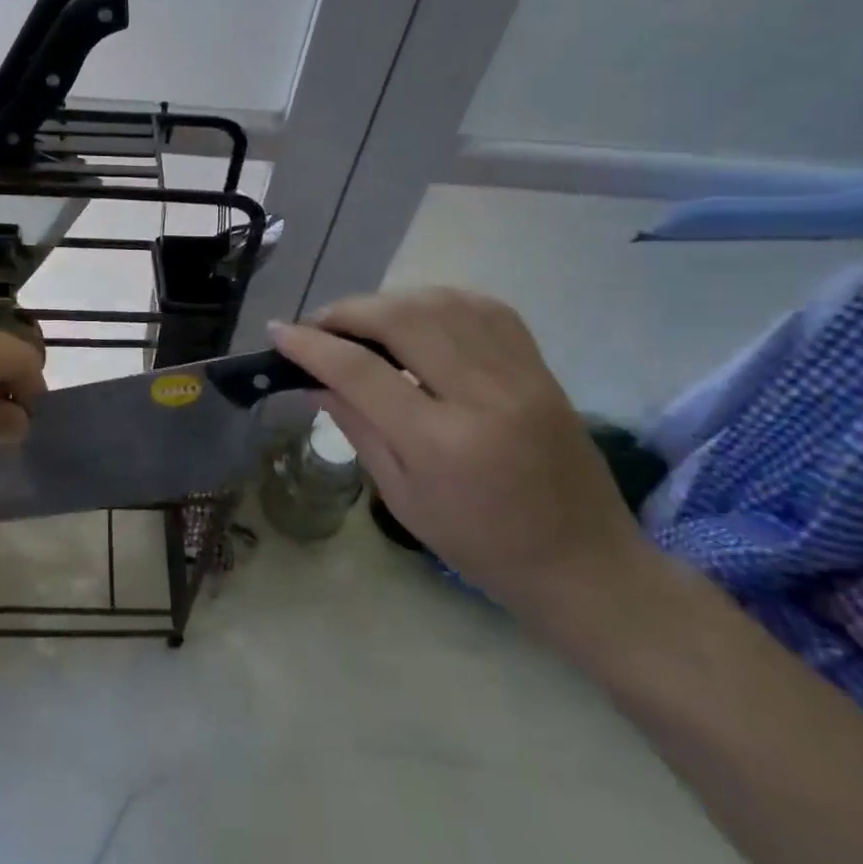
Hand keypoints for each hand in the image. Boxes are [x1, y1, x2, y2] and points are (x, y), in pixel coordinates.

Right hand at [270, 288, 642, 613]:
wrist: (585, 562)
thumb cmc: (481, 545)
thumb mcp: (403, 498)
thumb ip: (358, 428)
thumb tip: (314, 379)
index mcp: (442, 443)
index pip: (361, 372)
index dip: (311, 346)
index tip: (278, 333)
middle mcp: (483, 396)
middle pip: (403, 320)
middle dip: (348, 312)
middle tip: (317, 325)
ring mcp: (519, 375)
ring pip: (442, 303)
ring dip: (389, 301)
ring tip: (360, 320)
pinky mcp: (540, 367)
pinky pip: (483, 308)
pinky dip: (438, 301)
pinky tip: (415, 316)